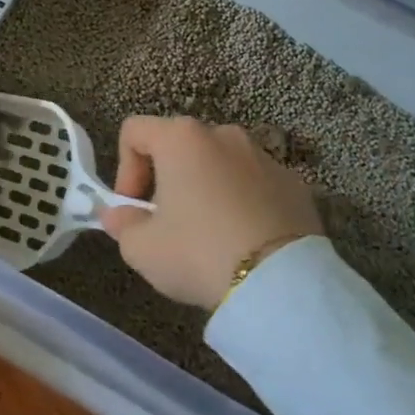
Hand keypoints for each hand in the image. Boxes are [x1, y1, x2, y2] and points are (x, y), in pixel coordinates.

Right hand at [101, 116, 321, 309]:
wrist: (280, 283)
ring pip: (220, 164)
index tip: (133, 208)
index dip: (124, 167)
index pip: (134, 131)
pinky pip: (255, 185)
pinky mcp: (295, 184)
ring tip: (209, 234)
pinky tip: (245, 241)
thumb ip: (123, 224)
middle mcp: (223, 134)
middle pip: (180, 146)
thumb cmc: (198, 252)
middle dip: (167, 179)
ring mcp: (263, 156)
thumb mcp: (142, 249)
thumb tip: (119, 215)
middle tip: (167, 223)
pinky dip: (243, 203)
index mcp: (181, 138)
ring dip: (207, 188)